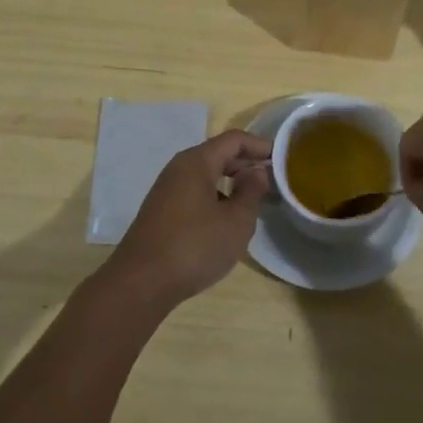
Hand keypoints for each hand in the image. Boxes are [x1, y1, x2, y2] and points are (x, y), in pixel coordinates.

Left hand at [99, 129, 271, 308]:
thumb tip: (257, 171)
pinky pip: (195, 192)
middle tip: (272, 181)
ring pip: (206, 175)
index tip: (281, 160)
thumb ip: (251, 192)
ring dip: (231, 182)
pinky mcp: (161, 211)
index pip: (234, 139)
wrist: (141, 283)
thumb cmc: (195, 246)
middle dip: (246, 164)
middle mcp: (179, 168)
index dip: (260, 145)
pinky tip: (226, 221)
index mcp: (197, 162)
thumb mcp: (235, 221)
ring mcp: (167, 190)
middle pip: (219, 154)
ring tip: (253, 202)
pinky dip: (216, 196)